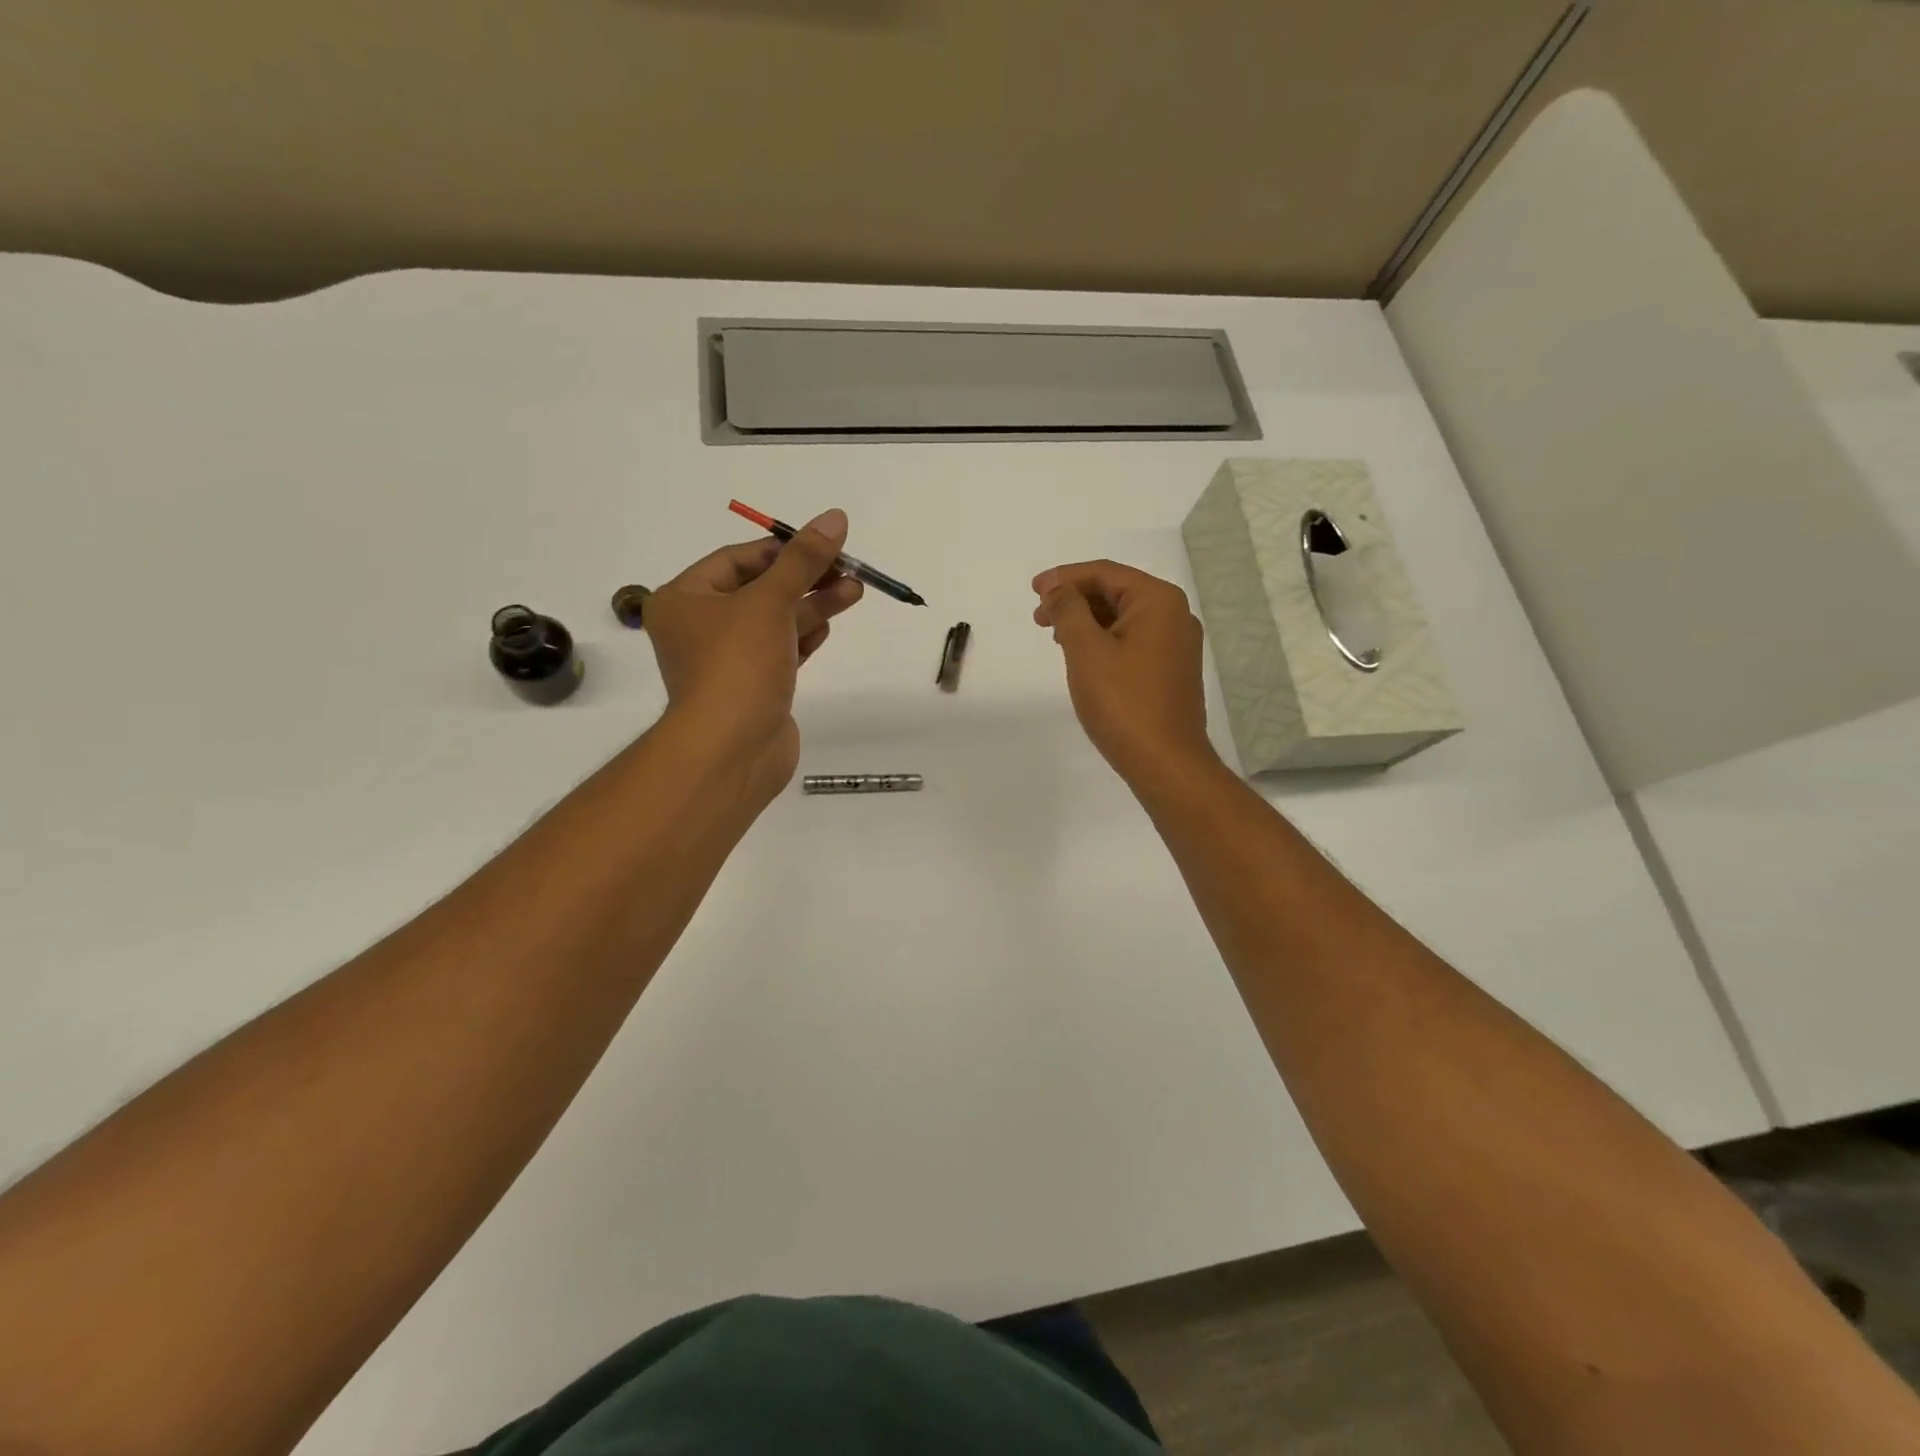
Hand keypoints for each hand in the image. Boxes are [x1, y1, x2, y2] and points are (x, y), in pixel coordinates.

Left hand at [645, 509, 862, 800]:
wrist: (732, 749)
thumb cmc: (738, 665)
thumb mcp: (770, 601)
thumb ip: (803, 560)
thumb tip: (835, 517)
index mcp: (685, 599)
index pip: (737, 560)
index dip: (781, 550)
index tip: (823, 546)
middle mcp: (700, 627)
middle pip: (759, 590)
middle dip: (805, 578)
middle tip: (848, 569)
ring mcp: (727, 661)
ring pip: (774, 622)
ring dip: (812, 606)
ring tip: (853, 591)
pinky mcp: (752, 688)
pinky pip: (779, 651)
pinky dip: (803, 637)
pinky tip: (828, 626)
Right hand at [1033, 560, 1215, 784]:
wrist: (1165, 762)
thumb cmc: (1123, 702)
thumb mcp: (1086, 650)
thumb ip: (1068, 610)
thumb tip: (1058, 588)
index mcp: (1158, 601)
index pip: (1105, 573)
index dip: (1064, 577)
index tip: (1033, 590)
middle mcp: (1174, 615)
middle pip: (1116, 592)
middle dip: (1074, 599)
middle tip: (1039, 617)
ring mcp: (1177, 644)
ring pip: (1123, 617)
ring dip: (1087, 620)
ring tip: (1055, 636)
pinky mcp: (1172, 670)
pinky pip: (1133, 640)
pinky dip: (1104, 639)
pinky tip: (1083, 656)